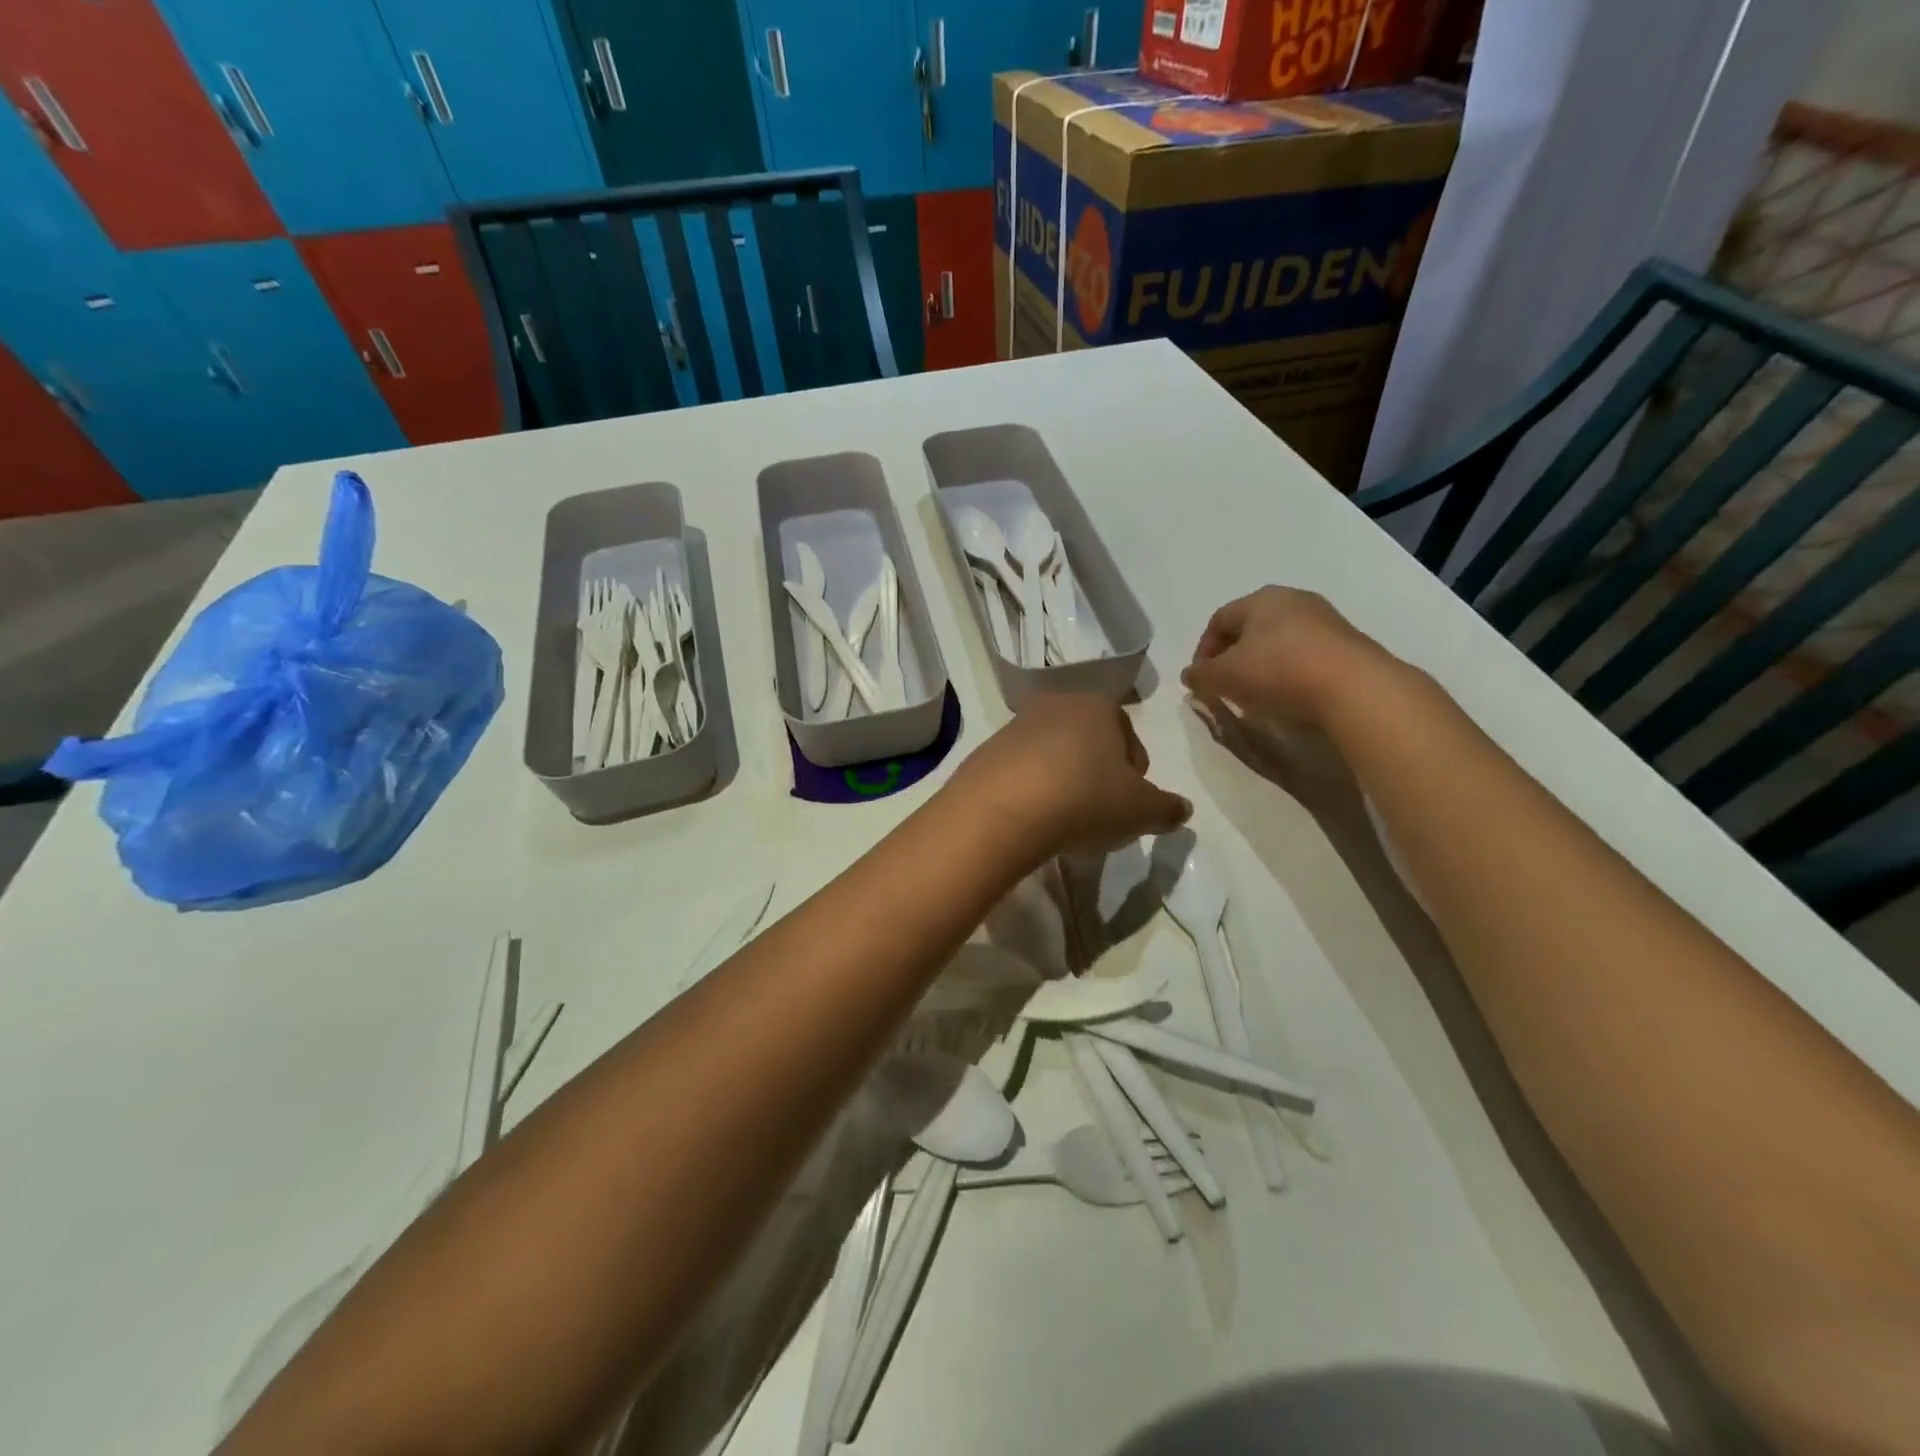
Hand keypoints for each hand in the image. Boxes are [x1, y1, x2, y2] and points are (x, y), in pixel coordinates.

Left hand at [953, 694, 1190, 855]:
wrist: (1002, 810)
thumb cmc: (1085, 799)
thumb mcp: (1140, 810)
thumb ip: (1167, 808)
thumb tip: (1182, 809)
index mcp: (1099, 707)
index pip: (1129, 737)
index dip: (1135, 774)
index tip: (1128, 805)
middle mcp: (1056, 705)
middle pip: (1089, 743)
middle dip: (1097, 774)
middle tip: (1097, 813)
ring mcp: (1016, 726)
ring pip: (1053, 755)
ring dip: (1062, 781)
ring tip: (1062, 820)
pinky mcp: (987, 751)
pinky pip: (1021, 771)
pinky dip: (1031, 790)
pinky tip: (1031, 818)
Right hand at [1182, 586, 1393, 726]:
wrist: (1354, 687)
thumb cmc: (1278, 671)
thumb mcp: (1225, 676)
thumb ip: (1202, 675)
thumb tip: (1190, 674)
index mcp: (1260, 599)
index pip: (1219, 619)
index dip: (1203, 649)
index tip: (1201, 678)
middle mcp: (1293, 599)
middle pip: (1251, 627)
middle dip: (1233, 656)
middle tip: (1226, 684)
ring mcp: (1325, 619)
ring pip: (1280, 640)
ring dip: (1263, 664)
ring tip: (1257, 694)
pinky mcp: (1348, 643)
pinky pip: (1306, 654)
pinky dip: (1290, 671)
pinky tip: (1290, 694)